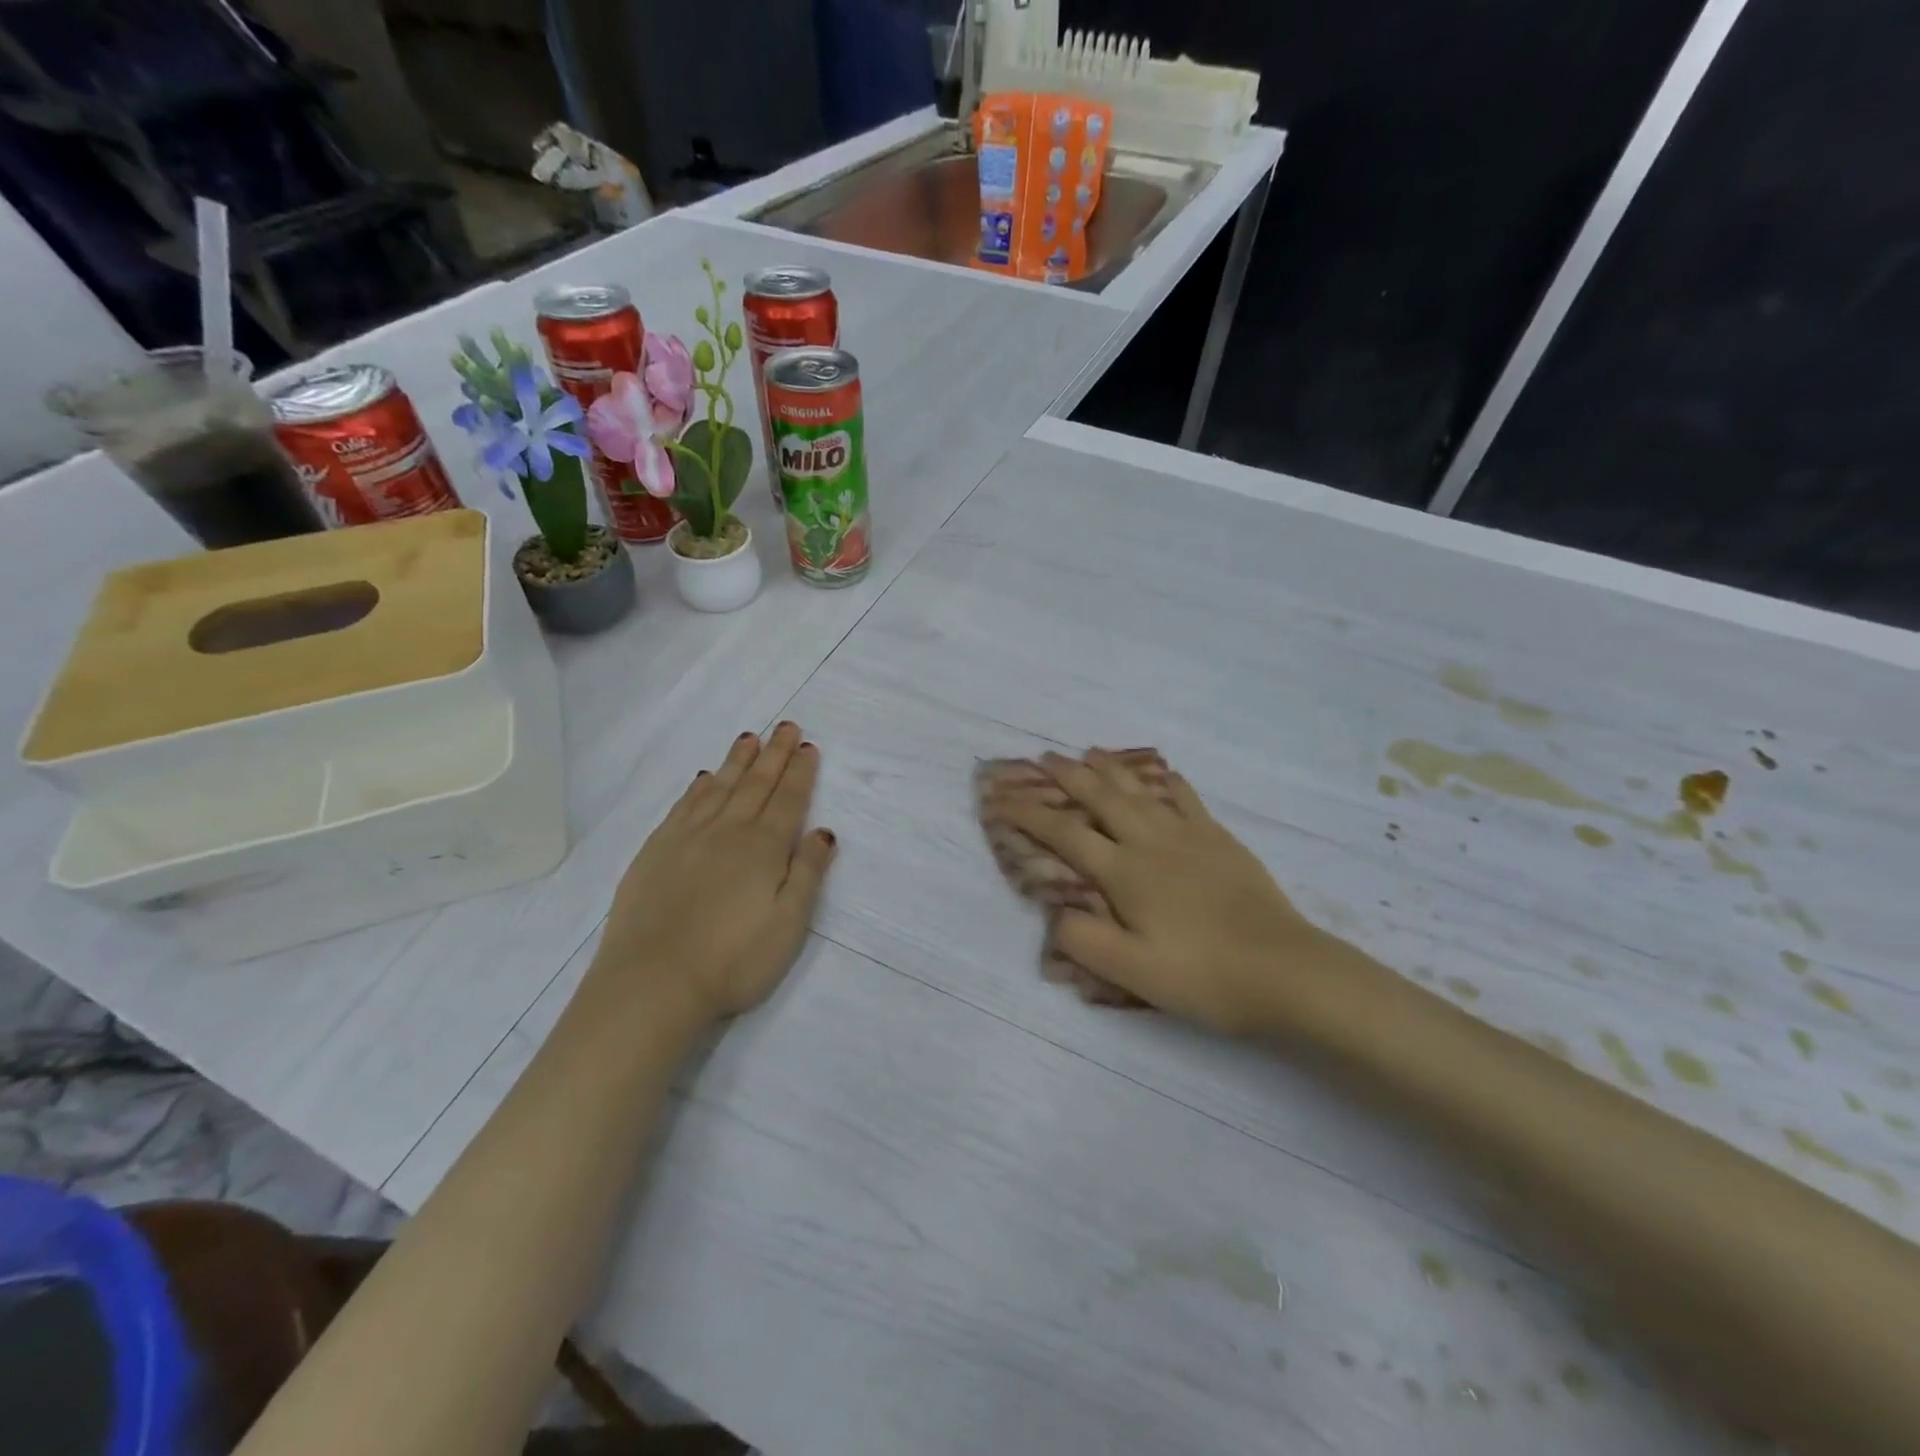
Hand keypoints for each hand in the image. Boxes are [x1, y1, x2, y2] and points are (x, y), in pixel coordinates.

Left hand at [588, 723, 836, 1027]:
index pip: (788, 799)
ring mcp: (687, 838)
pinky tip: (705, 778)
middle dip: (774, 754)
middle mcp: (727, 831)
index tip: (808, 747)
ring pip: (719, 787)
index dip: (800, 772)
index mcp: (764, 848)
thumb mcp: (788, 925)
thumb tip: (823, 832)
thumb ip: (808, 874)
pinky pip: (684, 805)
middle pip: (756, 784)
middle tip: (786, 727)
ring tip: (750, 738)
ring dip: (738, 761)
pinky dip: (699, 787)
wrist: (651, 983)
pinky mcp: (656, 851)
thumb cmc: (732, 961)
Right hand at [988, 750, 1349, 1034]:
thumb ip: (1085, 941)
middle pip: (1100, 797)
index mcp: (1125, 872)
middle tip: (1042, 757)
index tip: (1001, 798)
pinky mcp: (1220, 840)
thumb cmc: (1204, 976)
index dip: (1028, 814)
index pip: (1064, 834)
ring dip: (1109, 768)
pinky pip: (1186, 798)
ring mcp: (1189, 835)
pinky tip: (1162, 776)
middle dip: (1066, 775)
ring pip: (1140, 789)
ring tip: (1089, 753)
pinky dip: (1165, 782)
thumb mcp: (1134, 973)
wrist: (1287, 971)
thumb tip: (1056, 912)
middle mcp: (1151, 842)